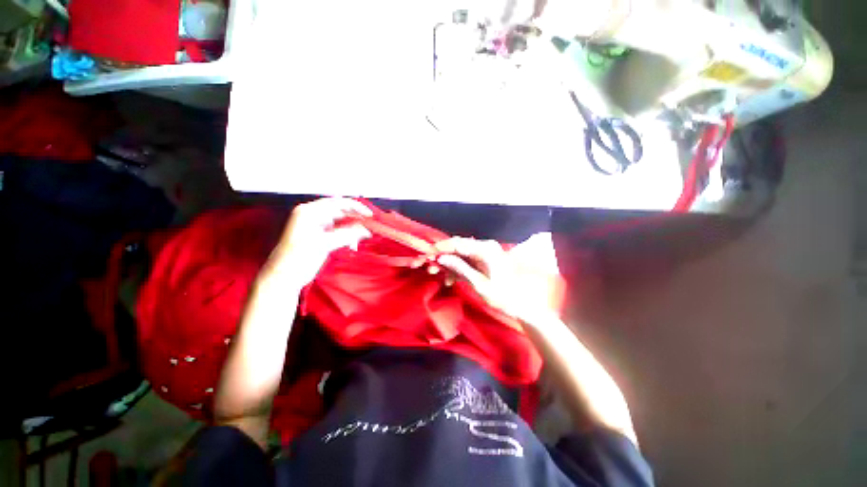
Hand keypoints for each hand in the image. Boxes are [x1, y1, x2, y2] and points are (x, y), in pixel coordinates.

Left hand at [266, 198, 371, 288]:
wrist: (284, 277)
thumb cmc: (298, 258)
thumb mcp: (323, 244)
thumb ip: (347, 235)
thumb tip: (366, 230)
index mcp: (310, 212)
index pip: (337, 203)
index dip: (356, 207)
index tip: (370, 215)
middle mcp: (313, 215)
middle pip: (340, 210)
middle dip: (356, 216)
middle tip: (370, 224)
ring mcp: (316, 225)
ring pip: (341, 220)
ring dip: (353, 225)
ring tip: (365, 232)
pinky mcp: (320, 235)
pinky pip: (338, 229)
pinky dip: (348, 233)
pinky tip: (355, 239)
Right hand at [434, 237, 549, 322]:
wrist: (522, 305)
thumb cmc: (503, 295)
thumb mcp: (479, 284)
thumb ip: (460, 268)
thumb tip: (442, 257)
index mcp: (485, 249)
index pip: (458, 243)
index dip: (441, 248)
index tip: (426, 255)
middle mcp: (484, 247)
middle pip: (457, 247)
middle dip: (441, 256)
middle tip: (428, 266)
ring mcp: (483, 254)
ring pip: (459, 255)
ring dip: (447, 264)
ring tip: (434, 274)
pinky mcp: (482, 262)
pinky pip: (465, 262)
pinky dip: (456, 270)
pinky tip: (449, 281)